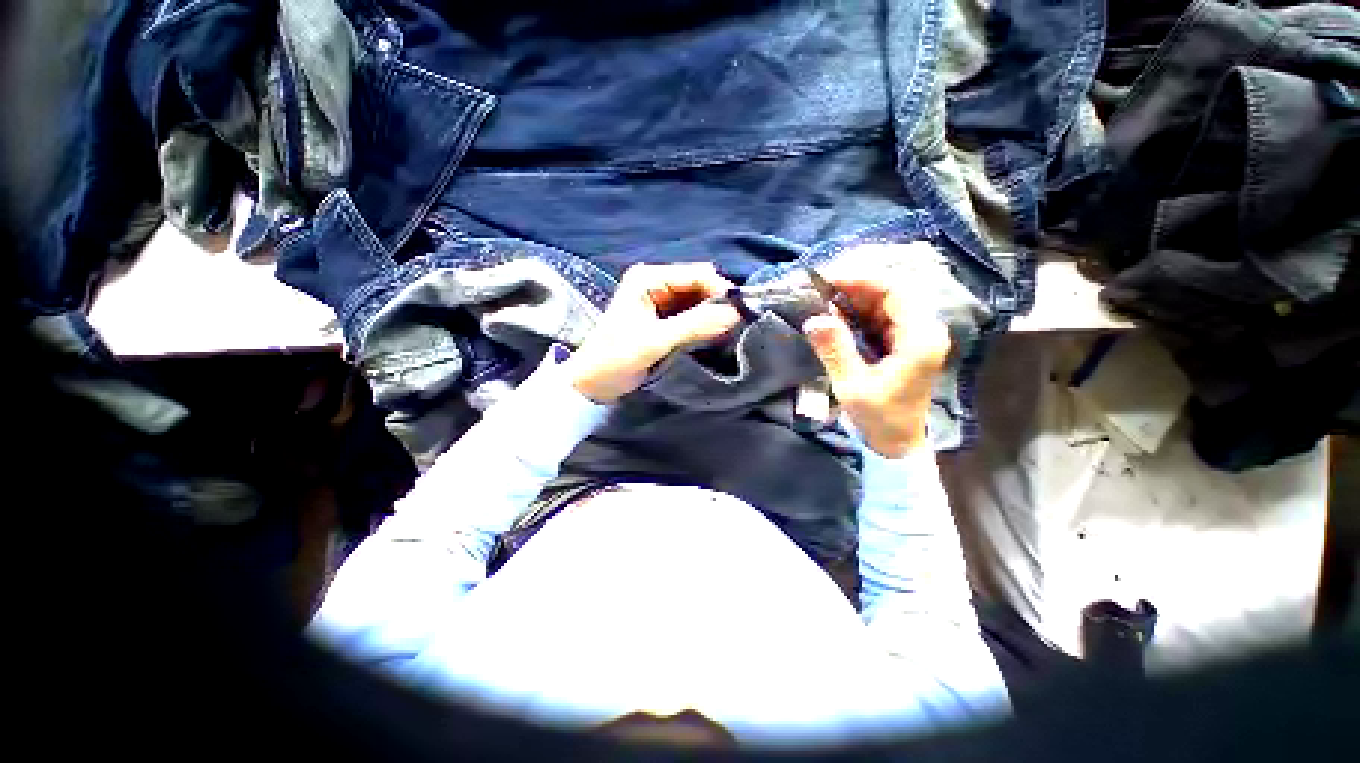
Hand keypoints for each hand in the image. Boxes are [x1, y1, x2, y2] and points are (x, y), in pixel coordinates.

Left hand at [566, 263, 741, 403]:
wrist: (593, 382)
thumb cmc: (616, 357)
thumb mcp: (656, 340)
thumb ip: (695, 325)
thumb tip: (735, 313)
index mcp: (649, 278)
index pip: (696, 275)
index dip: (719, 291)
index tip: (739, 313)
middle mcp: (656, 283)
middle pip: (699, 286)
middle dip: (718, 304)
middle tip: (735, 325)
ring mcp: (660, 302)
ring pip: (698, 302)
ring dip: (712, 316)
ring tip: (727, 332)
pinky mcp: (664, 320)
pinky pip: (692, 316)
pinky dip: (704, 325)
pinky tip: (713, 336)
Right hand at [802, 258, 951, 457]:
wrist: (898, 443)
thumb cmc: (879, 417)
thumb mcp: (852, 385)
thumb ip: (835, 349)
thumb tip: (814, 319)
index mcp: (920, 339)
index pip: (895, 291)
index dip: (861, 280)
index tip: (828, 280)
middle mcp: (925, 330)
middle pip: (892, 293)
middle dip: (854, 288)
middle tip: (820, 290)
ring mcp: (917, 336)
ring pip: (886, 303)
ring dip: (855, 300)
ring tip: (824, 302)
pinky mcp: (906, 343)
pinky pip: (882, 318)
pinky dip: (858, 314)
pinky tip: (838, 318)